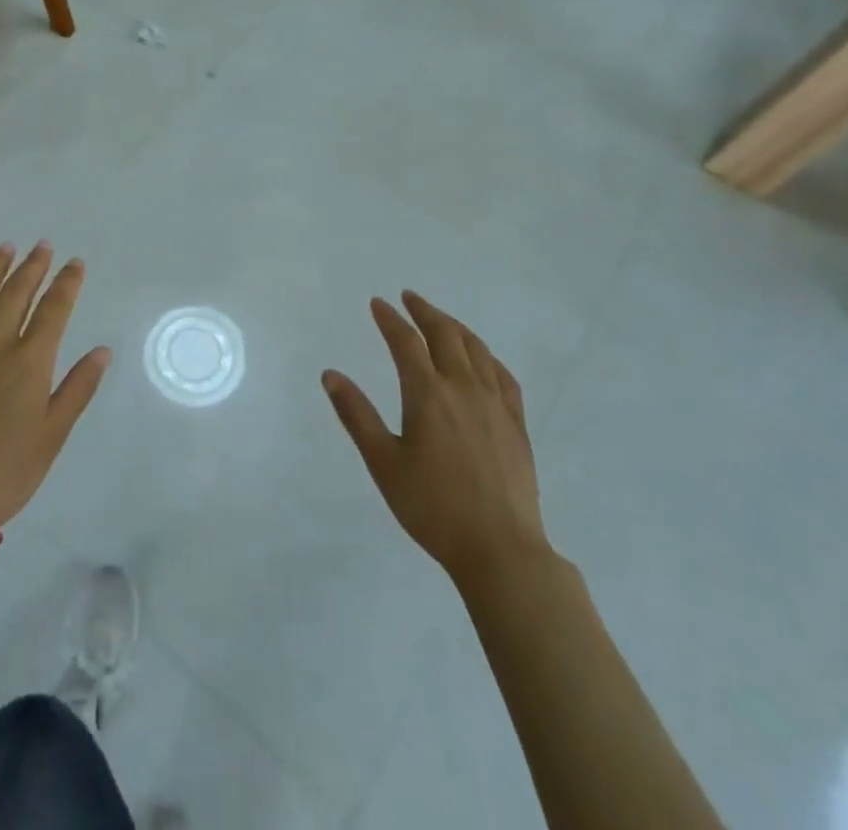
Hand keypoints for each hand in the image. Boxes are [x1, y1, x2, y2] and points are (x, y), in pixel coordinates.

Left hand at [0, 243, 109, 529]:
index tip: (75, 263)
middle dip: (34, 266)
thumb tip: (102, 350)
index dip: (66, 282)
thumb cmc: (7, 469)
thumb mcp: (53, 434)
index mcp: (29, 361)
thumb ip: (78, 387)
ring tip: (7, 248)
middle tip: (44, 246)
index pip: (54, 308)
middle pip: (17, 292)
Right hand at [323, 292, 547, 583]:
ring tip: (441, 319)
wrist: (500, 550)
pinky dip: (488, 357)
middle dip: (425, 311)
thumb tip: (330, 374)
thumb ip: (356, 415)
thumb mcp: (383, 462)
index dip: (390, 319)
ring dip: (455, 327)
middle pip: (445, 335)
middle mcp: (463, 388)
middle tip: (409, 298)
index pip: (405, 342)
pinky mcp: (517, 424)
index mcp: (428, 394)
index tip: (377, 303)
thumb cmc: (432, 507)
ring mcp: (495, 404)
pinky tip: (483, 359)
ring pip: (477, 349)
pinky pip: (504, 376)